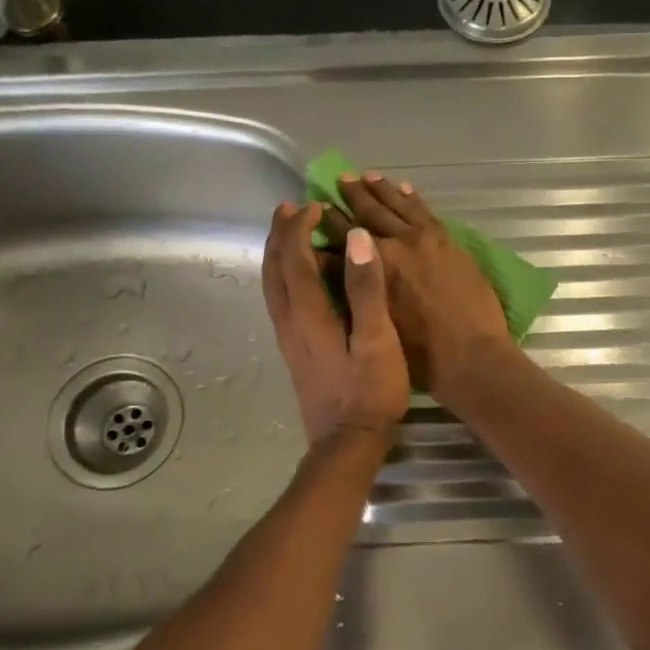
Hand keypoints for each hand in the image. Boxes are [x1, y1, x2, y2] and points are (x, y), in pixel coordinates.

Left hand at [262, 201, 409, 446]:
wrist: (346, 444)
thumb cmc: (369, 393)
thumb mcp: (377, 340)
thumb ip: (366, 289)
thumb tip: (356, 240)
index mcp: (308, 314)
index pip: (294, 258)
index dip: (300, 227)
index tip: (315, 205)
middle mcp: (289, 321)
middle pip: (273, 268)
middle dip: (279, 234)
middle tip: (289, 208)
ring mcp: (288, 338)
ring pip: (272, 285)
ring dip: (276, 254)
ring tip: (287, 233)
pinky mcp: (294, 351)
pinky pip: (279, 300)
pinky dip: (282, 276)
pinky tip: (296, 278)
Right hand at [315, 172, 514, 404]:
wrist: (473, 356)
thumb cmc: (420, 355)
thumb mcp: (376, 325)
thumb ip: (356, 292)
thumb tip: (337, 271)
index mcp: (374, 267)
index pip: (342, 239)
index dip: (326, 225)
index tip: (313, 211)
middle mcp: (396, 245)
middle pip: (368, 214)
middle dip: (349, 198)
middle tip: (335, 181)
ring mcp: (425, 240)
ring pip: (396, 206)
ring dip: (378, 190)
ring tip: (362, 176)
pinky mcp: (448, 242)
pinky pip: (425, 211)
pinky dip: (410, 197)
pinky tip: (401, 187)